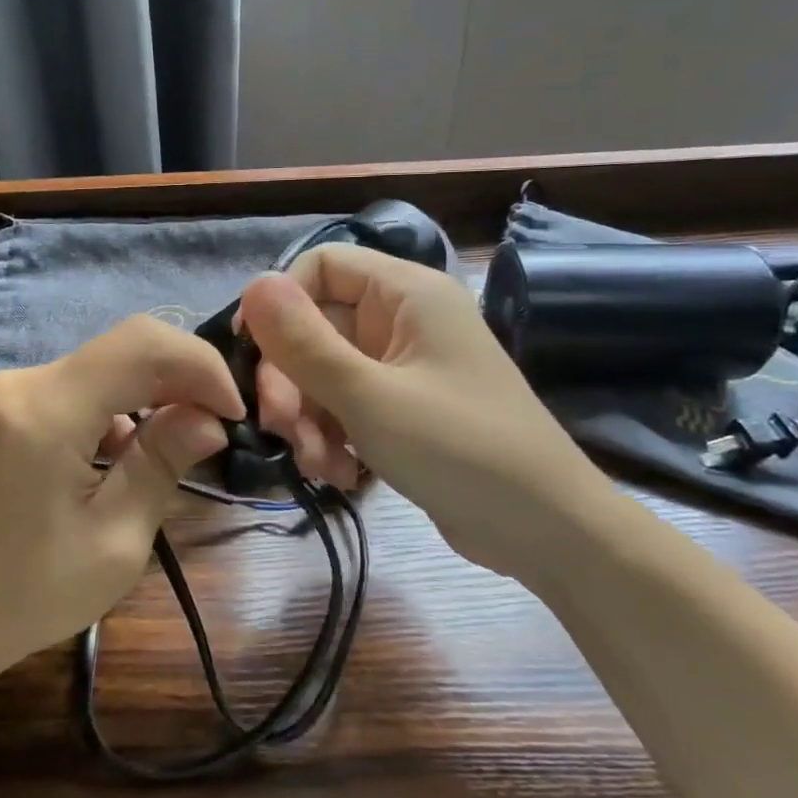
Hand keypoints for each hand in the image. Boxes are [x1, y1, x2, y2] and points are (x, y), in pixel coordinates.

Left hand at [0, 315, 243, 706]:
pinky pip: (78, 387)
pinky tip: (127, 454)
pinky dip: (118, 407)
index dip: (201, 366)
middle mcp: (23, 382)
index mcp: (47, 410)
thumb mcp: (114, 543)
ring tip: (180, 446)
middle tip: (218, 428)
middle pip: (125, 348)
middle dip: (183, 377)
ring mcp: (8, 392)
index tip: (234, 414)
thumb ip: (162, 465)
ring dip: (152, 394)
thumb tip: (209, 418)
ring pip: (105, 366)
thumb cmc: (22, 598)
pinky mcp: (3, 409)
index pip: (144, 345)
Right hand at [239, 244, 613, 578]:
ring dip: (310, 419)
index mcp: (407, 293)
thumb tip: (253, 284)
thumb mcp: (370, 397)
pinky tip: (342, 476)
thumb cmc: (460, 449)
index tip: (250, 354)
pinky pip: (349, 406)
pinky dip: (335, 437)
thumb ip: (304, 342)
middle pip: (318, 327)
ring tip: (321, 466)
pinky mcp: (405, 409)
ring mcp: (406, 366)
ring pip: (327, 373)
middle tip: (280, 430)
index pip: (321, 266)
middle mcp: (405, 319)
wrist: (546, 530)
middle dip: (292, 381)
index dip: (279, 303)